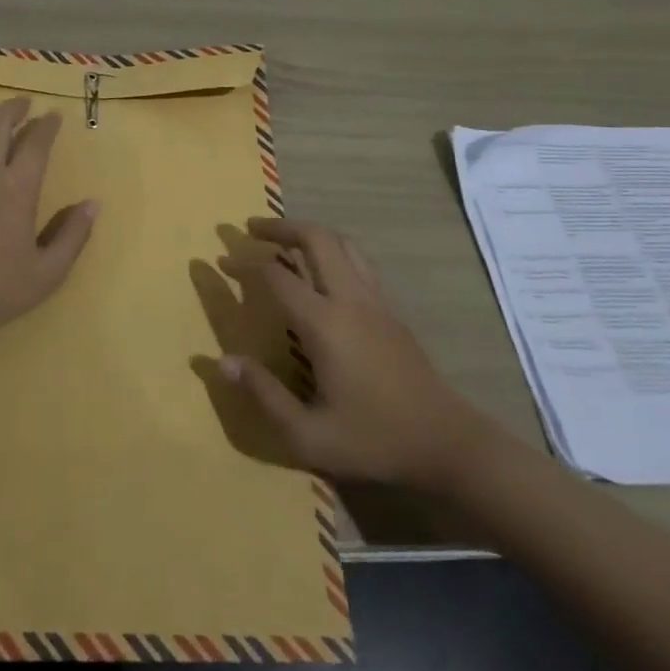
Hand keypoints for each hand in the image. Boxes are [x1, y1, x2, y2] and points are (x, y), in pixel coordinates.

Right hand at [218, 217, 496, 495]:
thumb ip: (263, 395)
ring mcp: (376, 301)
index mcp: (325, 324)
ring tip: (283, 239)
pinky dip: (332, 251)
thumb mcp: (308, 435)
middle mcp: (350, 300)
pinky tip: (321, 270)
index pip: (275, 277)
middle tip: (251, 229)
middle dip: (280, 227)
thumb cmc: (375, 440)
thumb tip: (222, 361)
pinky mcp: (391, 310)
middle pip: (316, 239)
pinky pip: (357, 262)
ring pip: (342, 244)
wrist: (448, 443)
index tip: (220, 261)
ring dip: (309, 233)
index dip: (244, 264)